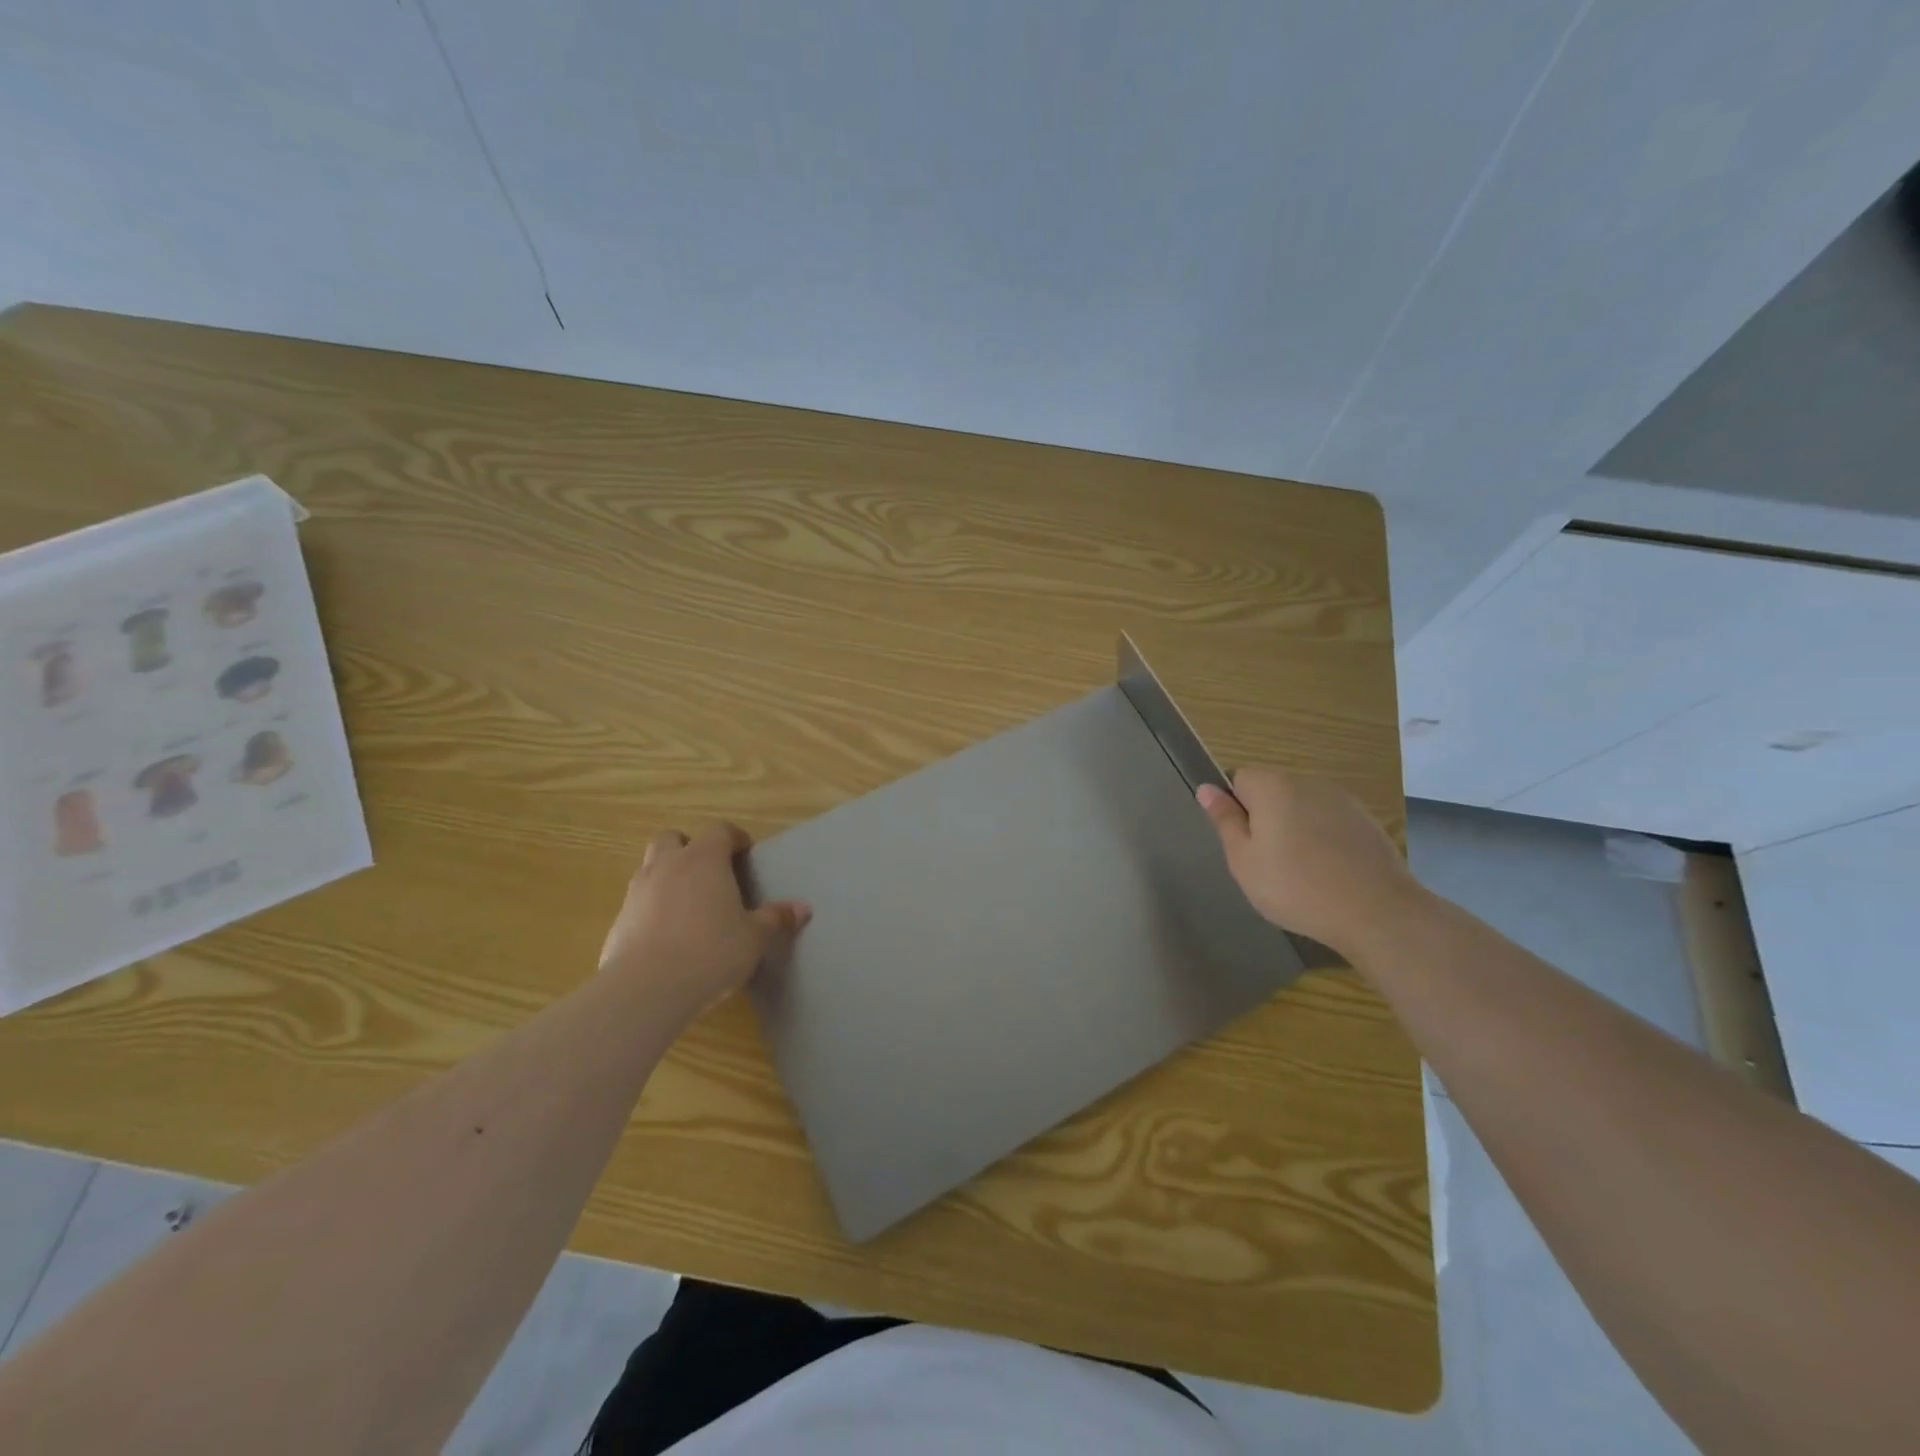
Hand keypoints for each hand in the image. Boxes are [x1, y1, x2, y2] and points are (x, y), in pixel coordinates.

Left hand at [598, 823, 809, 1024]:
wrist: (645, 989)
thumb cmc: (711, 952)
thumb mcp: (754, 938)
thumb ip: (775, 919)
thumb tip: (802, 908)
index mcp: (704, 860)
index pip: (718, 830)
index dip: (733, 837)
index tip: (744, 852)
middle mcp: (667, 866)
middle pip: (672, 838)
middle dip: (689, 847)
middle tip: (708, 871)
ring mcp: (637, 892)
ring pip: (650, 867)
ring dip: (667, 876)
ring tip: (688, 904)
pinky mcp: (618, 921)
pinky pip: (637, 902)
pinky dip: (651, 908)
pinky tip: (666, 937)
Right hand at [1197, 766, 1421, 959]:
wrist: (1376, 911)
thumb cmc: (1295, 887)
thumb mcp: (1244, 860)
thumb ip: (1225, 820)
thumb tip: (1206, 788)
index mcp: (1272, 786)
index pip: (1239, 778)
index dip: (1235, 808)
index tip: (1243, 843)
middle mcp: (1307, 781)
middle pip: (1272, 790)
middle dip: (1265, 817)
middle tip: (1266, 862)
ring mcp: (1341, 798)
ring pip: (1302, 806)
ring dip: (1295, 827)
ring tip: (1301, 871)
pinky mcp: (1366, 819)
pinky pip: (1329, 821)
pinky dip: (1323, 838)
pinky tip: (1329, 872)